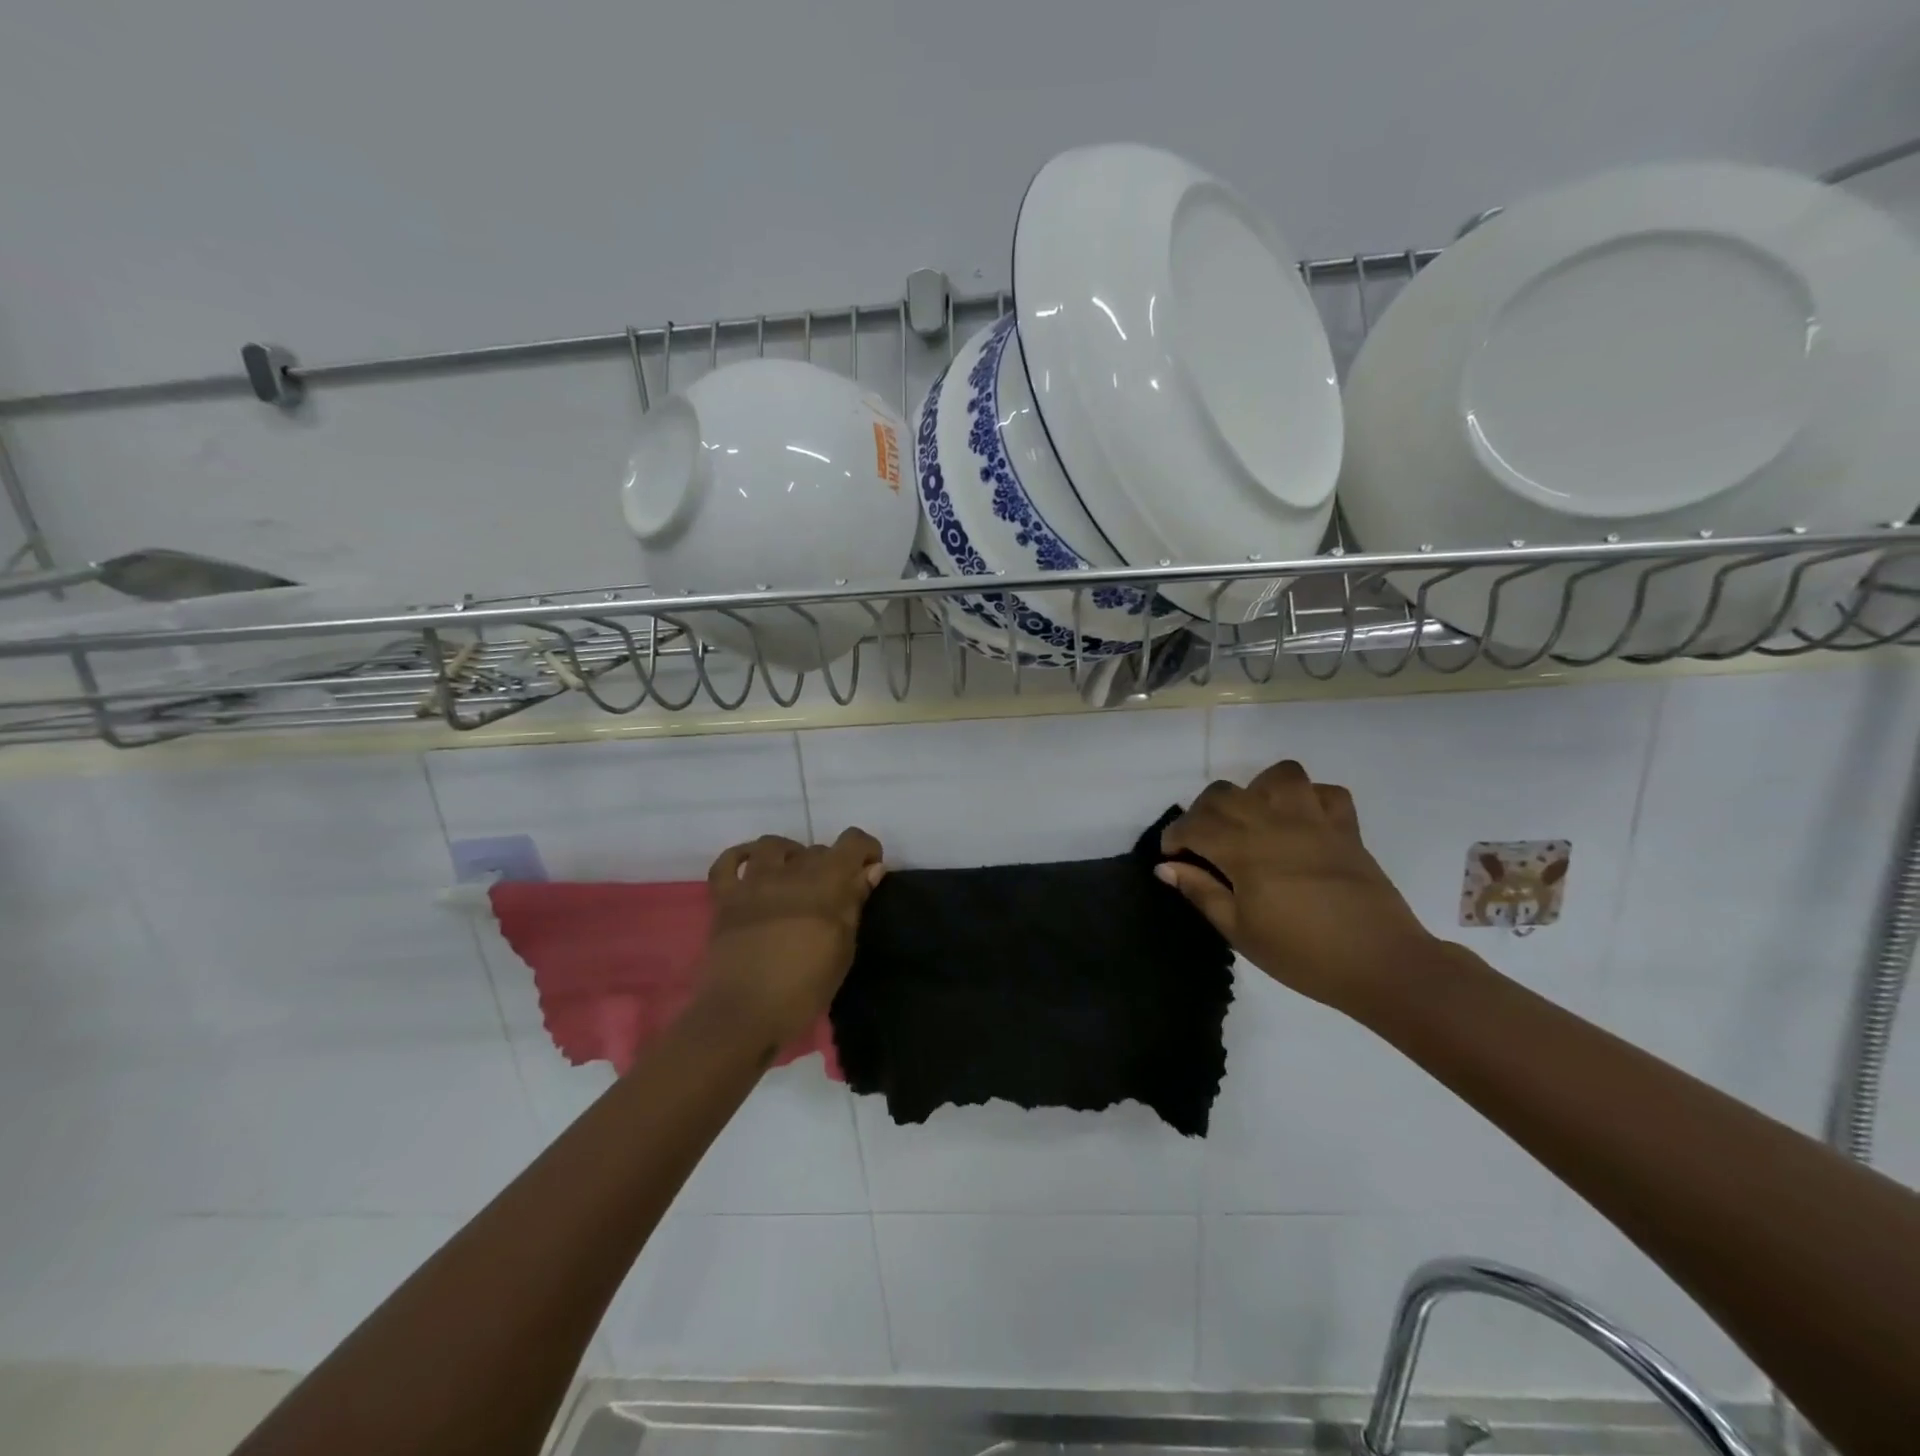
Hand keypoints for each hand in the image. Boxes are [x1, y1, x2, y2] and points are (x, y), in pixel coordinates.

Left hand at [696, 828, 885, 1049]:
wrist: (744, 1013)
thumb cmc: (804, 988)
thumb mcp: (843, 949)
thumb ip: (855, 903)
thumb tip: (872, 869)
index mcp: (825, 882)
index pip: (853, 841)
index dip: (866, 850)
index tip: (869, 872)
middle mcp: (790, 871)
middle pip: (817, 849)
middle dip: (831, 864)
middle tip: (833, 897)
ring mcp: (753, 882)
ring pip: (773, 845)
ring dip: (790, 854)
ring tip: (794, 876)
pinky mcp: (725, 898)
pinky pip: (728, 862)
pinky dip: (741, 857)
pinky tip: (752, 867)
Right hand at [1158, 760, 1432, 1012]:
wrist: (1381, 965)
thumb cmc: (1301, 954)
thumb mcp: (1239, 931)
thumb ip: (1201, 892)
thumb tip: (1166, 868)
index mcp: (1243, 849)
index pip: (1194, 824)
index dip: (1175, 836)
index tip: (1172, 857)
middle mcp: (1274, 823)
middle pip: (1225, 794)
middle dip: (1204, 813)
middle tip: (1204, 844)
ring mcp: (1314, 821)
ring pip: (1278, 777)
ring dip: (1257, 791)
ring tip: (1254, 820)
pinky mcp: (1346, 829)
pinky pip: (1327, 793)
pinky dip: (1309, 800)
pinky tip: (1301, 824)